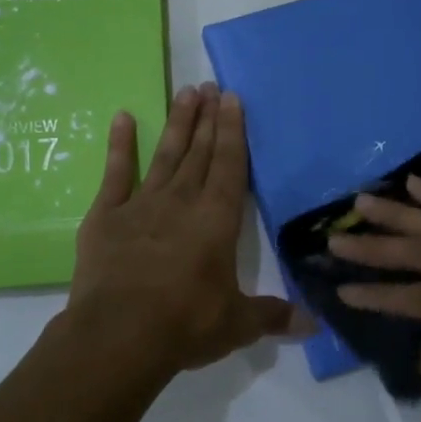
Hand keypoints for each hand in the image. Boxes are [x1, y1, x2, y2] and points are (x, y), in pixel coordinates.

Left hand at [68, 83, 305, 378]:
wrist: (119, 336)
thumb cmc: (185, 325)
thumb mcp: (237, 324)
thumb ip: (273, 316)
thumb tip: (314, 326)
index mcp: (217, 221)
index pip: (229, 166)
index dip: (232, 131)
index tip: (232, 99)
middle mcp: (182, 202)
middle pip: (199, 152)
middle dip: (207, 118)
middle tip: (210, 85)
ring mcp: (141, 205)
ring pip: (165, 155)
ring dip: (177, 123)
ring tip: (185, 92)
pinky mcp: (106, 216)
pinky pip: (115, 173)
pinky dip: (120, 145)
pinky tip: (122, 118)